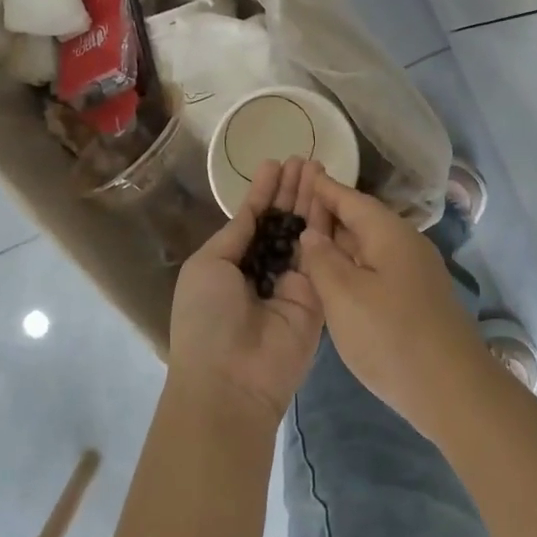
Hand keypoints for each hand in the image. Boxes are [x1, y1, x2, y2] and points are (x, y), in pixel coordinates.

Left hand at [168, 158, 326, 421]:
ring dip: (309, 200)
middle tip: (306, 158)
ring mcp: (292, 283)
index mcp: (230, 264)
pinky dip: (324, 226)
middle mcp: (263, 270)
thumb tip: (251, 210)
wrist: (231, 378)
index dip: (263, 192)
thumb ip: (235, 236)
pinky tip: (330, 198)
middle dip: (291, 191)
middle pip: (282, 222)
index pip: (252, 220)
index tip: (275, 163)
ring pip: (304, 233)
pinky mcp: (317, 297)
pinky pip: (321, 256)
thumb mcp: (208, 266)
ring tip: (318, 166)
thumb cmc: (206, 318)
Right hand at [298, 175, 493, 439]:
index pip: (350, 198)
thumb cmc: (391, 336)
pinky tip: (332, 278)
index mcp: (389, 233)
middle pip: (360, 219)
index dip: (322, 187)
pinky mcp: (415, 299)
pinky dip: (352, 266)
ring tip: (303, 239)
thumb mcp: (344, 295)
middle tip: (290, 205)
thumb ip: (322, 259)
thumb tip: (312, 233)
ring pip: (368, 247)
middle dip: (327, 213)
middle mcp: (405, 244)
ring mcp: (413, 273)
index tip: (297, 169)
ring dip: (339, 242)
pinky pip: (376, 269)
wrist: (452, 390)